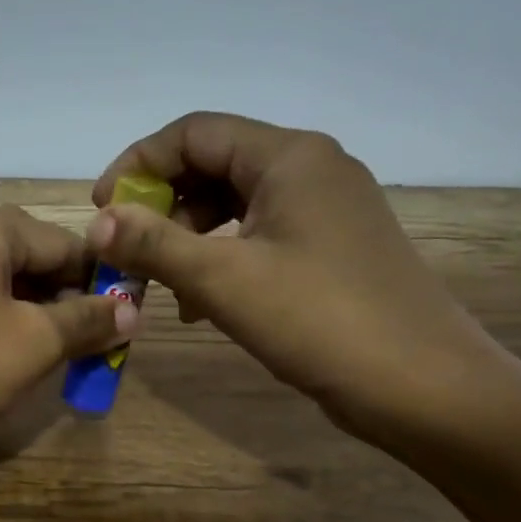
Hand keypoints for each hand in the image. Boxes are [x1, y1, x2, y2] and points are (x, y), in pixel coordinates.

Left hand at [0, 205, 133, 446]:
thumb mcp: (35, 343)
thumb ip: (88, 320)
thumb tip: (132, 311)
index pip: (61, 241)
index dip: (98, 278)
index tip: (122, 316)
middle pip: (23, 254)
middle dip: (60, 293)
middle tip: (86, 337)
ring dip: (28, 308)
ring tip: (50, 349)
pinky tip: (2, 351)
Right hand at [90, 112, 503, 439]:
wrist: (425, 388)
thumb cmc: (321, 321)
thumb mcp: (223, 280)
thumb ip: (153, 243)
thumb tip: (96, 221)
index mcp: (289, 157)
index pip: (193, 133)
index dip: (138, 164)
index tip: (103, 212)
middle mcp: (310, 168)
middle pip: (212, 164)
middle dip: (160, 204)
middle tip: (126, 250)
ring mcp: (324, 209)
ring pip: (231, 203)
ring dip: (185, 236)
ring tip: (158, 283)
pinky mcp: (328, 247)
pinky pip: (257, 234)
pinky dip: (218, 257)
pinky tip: (199, 302)